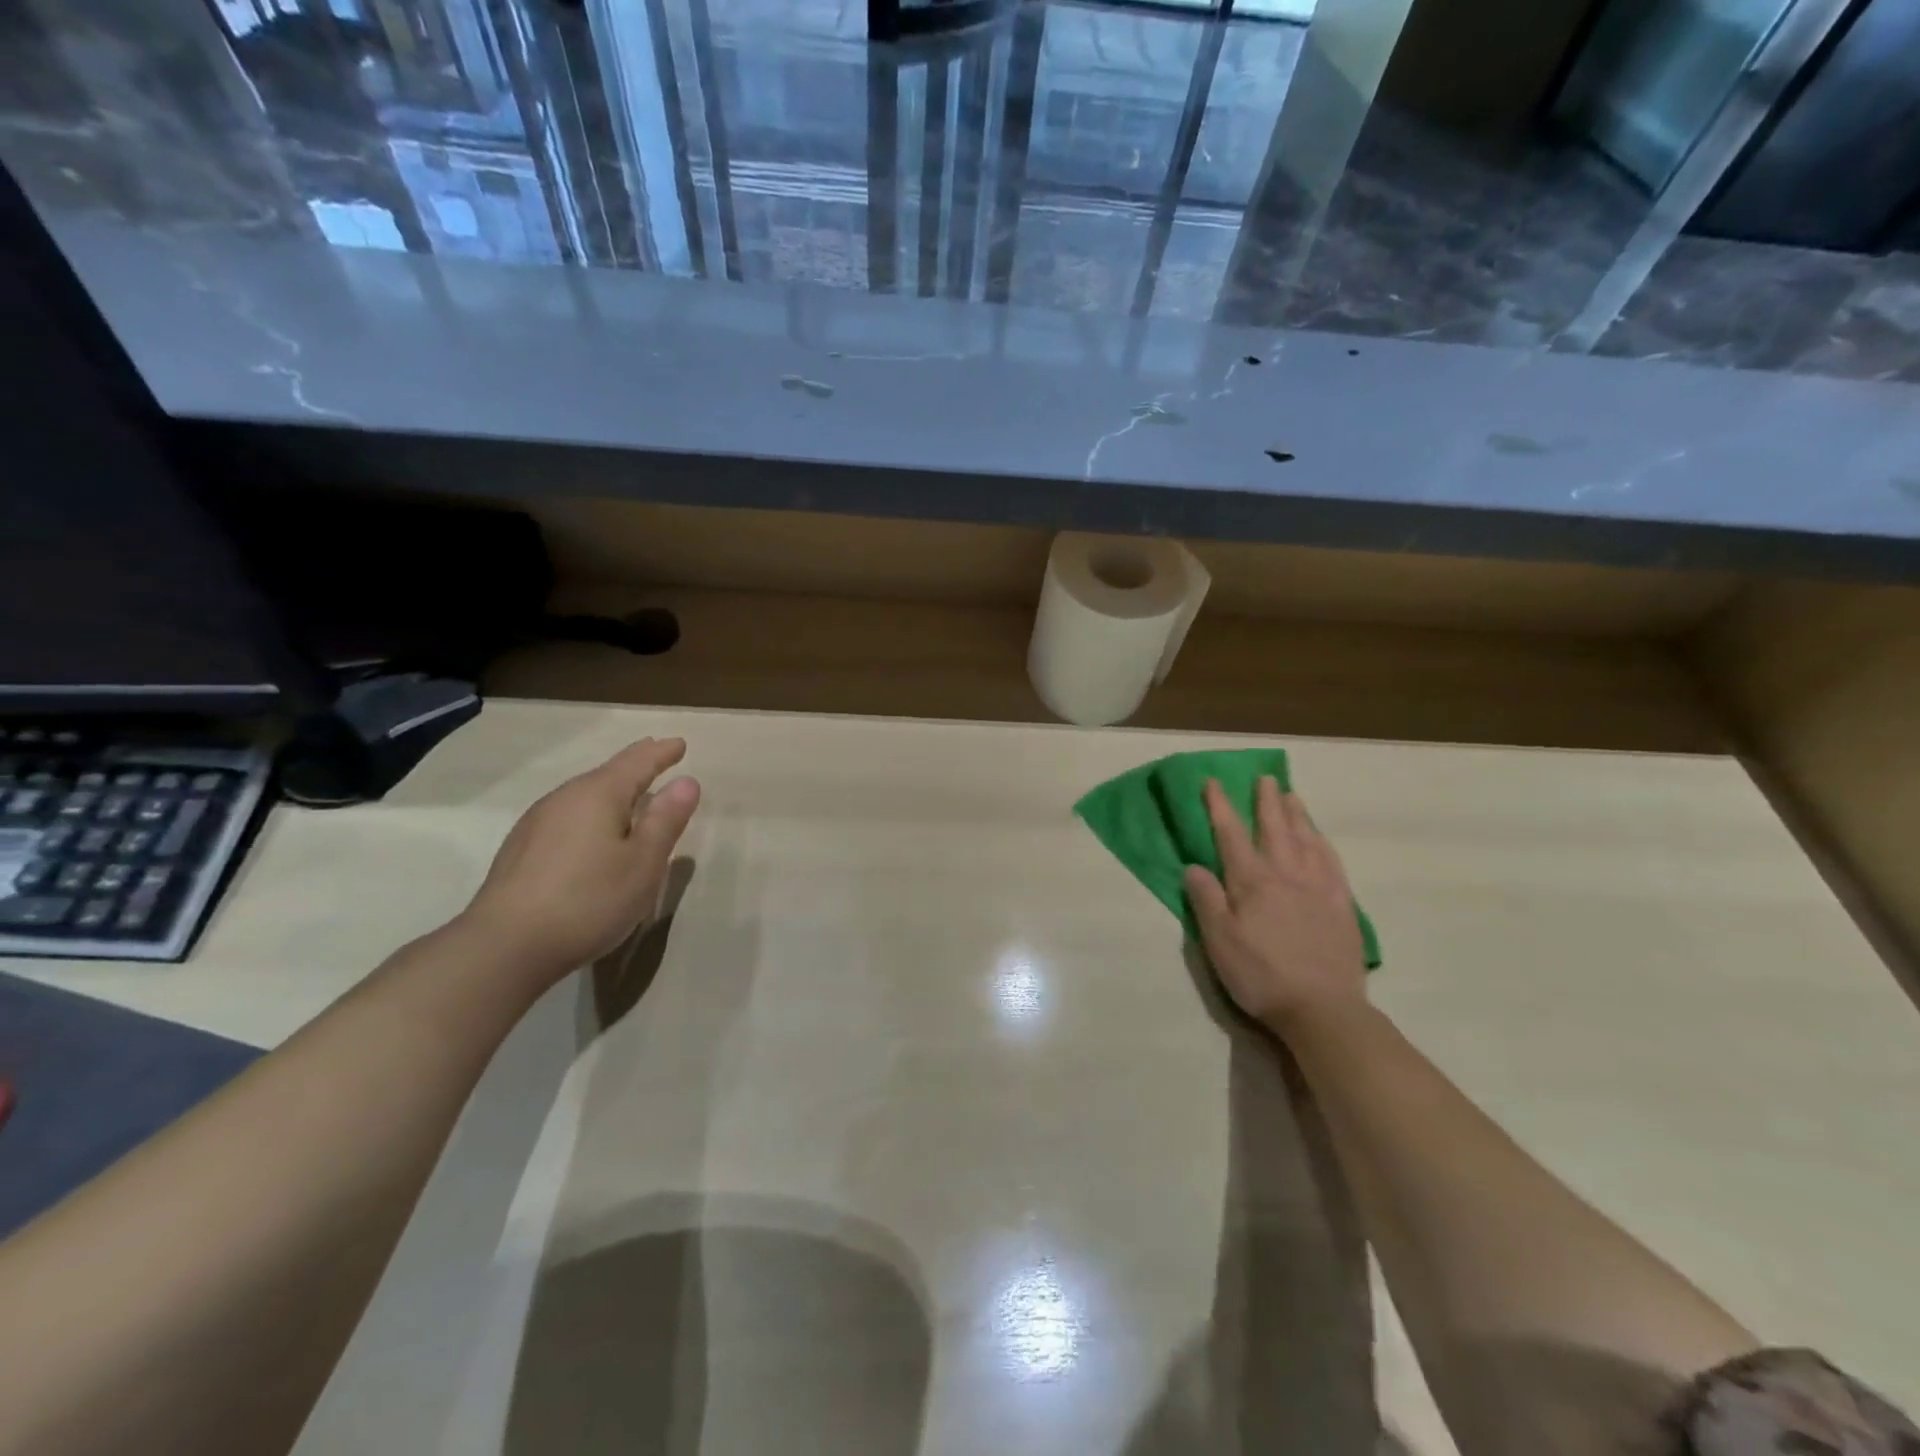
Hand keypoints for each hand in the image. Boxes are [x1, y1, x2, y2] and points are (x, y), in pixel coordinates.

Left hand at [459, 738, 701, 984]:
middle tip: (655, 755)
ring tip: (630, 794)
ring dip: (611, 790)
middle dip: (635, 765)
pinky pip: (567, 816)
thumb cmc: (589, 900)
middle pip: (607, 773)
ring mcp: (537, 823)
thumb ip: (666, 820)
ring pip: (584, 795)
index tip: (679, 743)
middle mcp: (564, 798)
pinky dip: (590, 813)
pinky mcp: (521, 850)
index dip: (661, 752)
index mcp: (599, 794)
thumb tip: (686, 781)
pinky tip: (592, 832)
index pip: (637, 762)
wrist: (505, 946)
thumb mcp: (643, 863)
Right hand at [1184, 776, 1366, 1037]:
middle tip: (1263, 777)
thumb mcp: (1219, 941)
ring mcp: (1318, 887)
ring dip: (1296, 814)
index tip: (1213, 782)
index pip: (1230, 834)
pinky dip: (1322, 842)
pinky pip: (1332, 861)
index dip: (1220, 806)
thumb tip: (1194, 866)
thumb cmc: (1261, 975)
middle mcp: (1285, 874)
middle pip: (1273, 828)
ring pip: (1305, 839)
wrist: (1322, 1008)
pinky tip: (1320, 838)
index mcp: (1251, 881)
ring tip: (1291, 795)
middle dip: (1265, 801)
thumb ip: (1206, 900)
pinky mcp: (1341, 904)